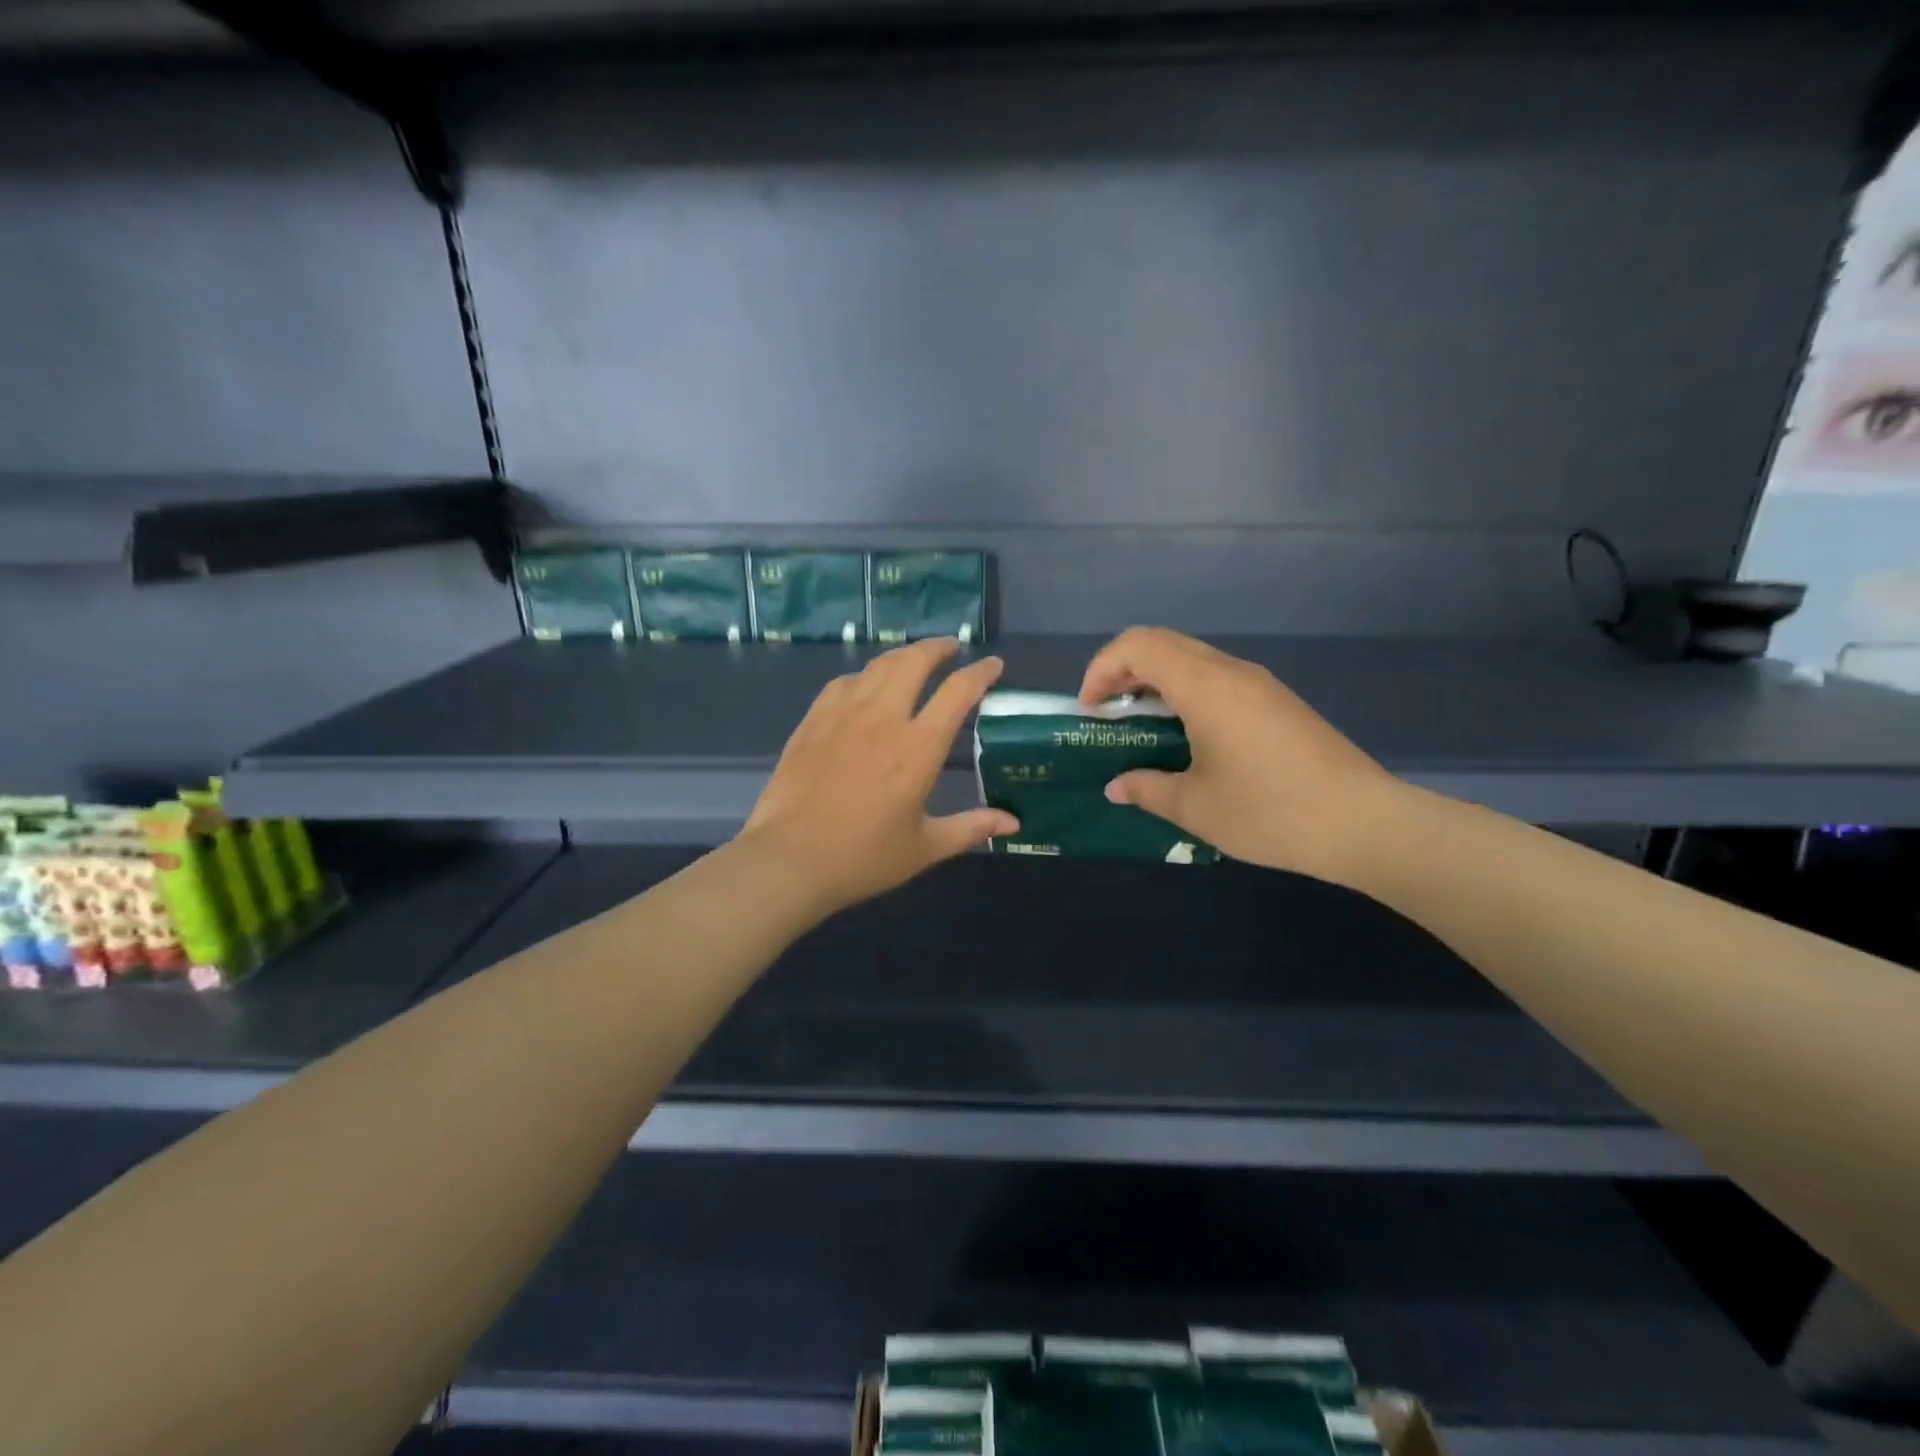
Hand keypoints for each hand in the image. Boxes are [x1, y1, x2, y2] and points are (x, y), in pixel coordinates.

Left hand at [743, 639, 1017, 915]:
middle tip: (952, 648)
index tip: (993, 664)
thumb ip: (971, 828)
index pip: (958, 692)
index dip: (981, 672)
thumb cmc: (863, 857)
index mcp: (918, 747)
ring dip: (903, 656)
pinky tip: (866, 687)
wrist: (790, 859)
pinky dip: (865, 676)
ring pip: (879, 665)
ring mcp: (844, 714)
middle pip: (915, 661)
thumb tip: (1013, 823)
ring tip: (914, 661)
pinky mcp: (814, 720)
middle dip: (939, 647)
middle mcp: (884, 718)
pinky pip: (845, 682)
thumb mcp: (925, 847)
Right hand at [1079, 627, 1403, 884]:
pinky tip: (1186, 736)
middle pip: (1163, 643)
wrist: (1363, 822)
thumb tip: (1116, 787)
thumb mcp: (1195, 807)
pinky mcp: (1277, 702)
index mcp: (1205, 686)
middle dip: (1124, 670)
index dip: (1102, 668)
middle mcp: (1231, 671)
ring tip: (1141, 725)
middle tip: (1107, 712)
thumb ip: (1147, 789)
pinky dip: (1185, 692)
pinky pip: (1217, 678)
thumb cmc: (1269, 811)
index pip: (1138, 646)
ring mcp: (1259, 684)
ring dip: (1156, 681)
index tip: (1090, 710)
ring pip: (1192, 658)